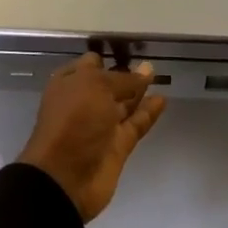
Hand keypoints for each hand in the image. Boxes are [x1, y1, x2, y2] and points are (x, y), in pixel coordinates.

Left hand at [17, 54, 167, 221]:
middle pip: (108, 85)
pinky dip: (148, 113)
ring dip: (139, 92)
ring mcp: (100, 126)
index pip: (89, 65)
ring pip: (123, 105)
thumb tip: (146, 70)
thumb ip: (123, 79)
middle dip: (125, 74)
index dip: (106, 58)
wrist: (65, 177)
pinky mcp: (117, 146)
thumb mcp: (95, 87)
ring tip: (159, 76)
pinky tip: (162, 99)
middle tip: (149, 64)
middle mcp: (83, 103)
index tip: (128, 50)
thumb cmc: (73, 120)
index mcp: (69, 84)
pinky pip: (135, 124)